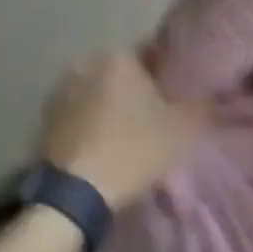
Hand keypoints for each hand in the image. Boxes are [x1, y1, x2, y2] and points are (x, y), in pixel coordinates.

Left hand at [40, 52, 204, 207]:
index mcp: (119, 57)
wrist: (76, 195)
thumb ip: (199, 103)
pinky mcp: (45, 118)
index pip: (154, 57)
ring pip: (100, 93)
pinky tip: (104, 145)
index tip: (177, 100)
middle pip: (124, 75)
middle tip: (155, 119)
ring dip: (112, 107)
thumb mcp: (182, 128)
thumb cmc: (134, 150)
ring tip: (128, 135)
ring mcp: (61, 91)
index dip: (169, 79)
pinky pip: (80, 113)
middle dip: (138, 91)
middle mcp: (86, 63)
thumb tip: (207, 92)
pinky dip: (92, 123)